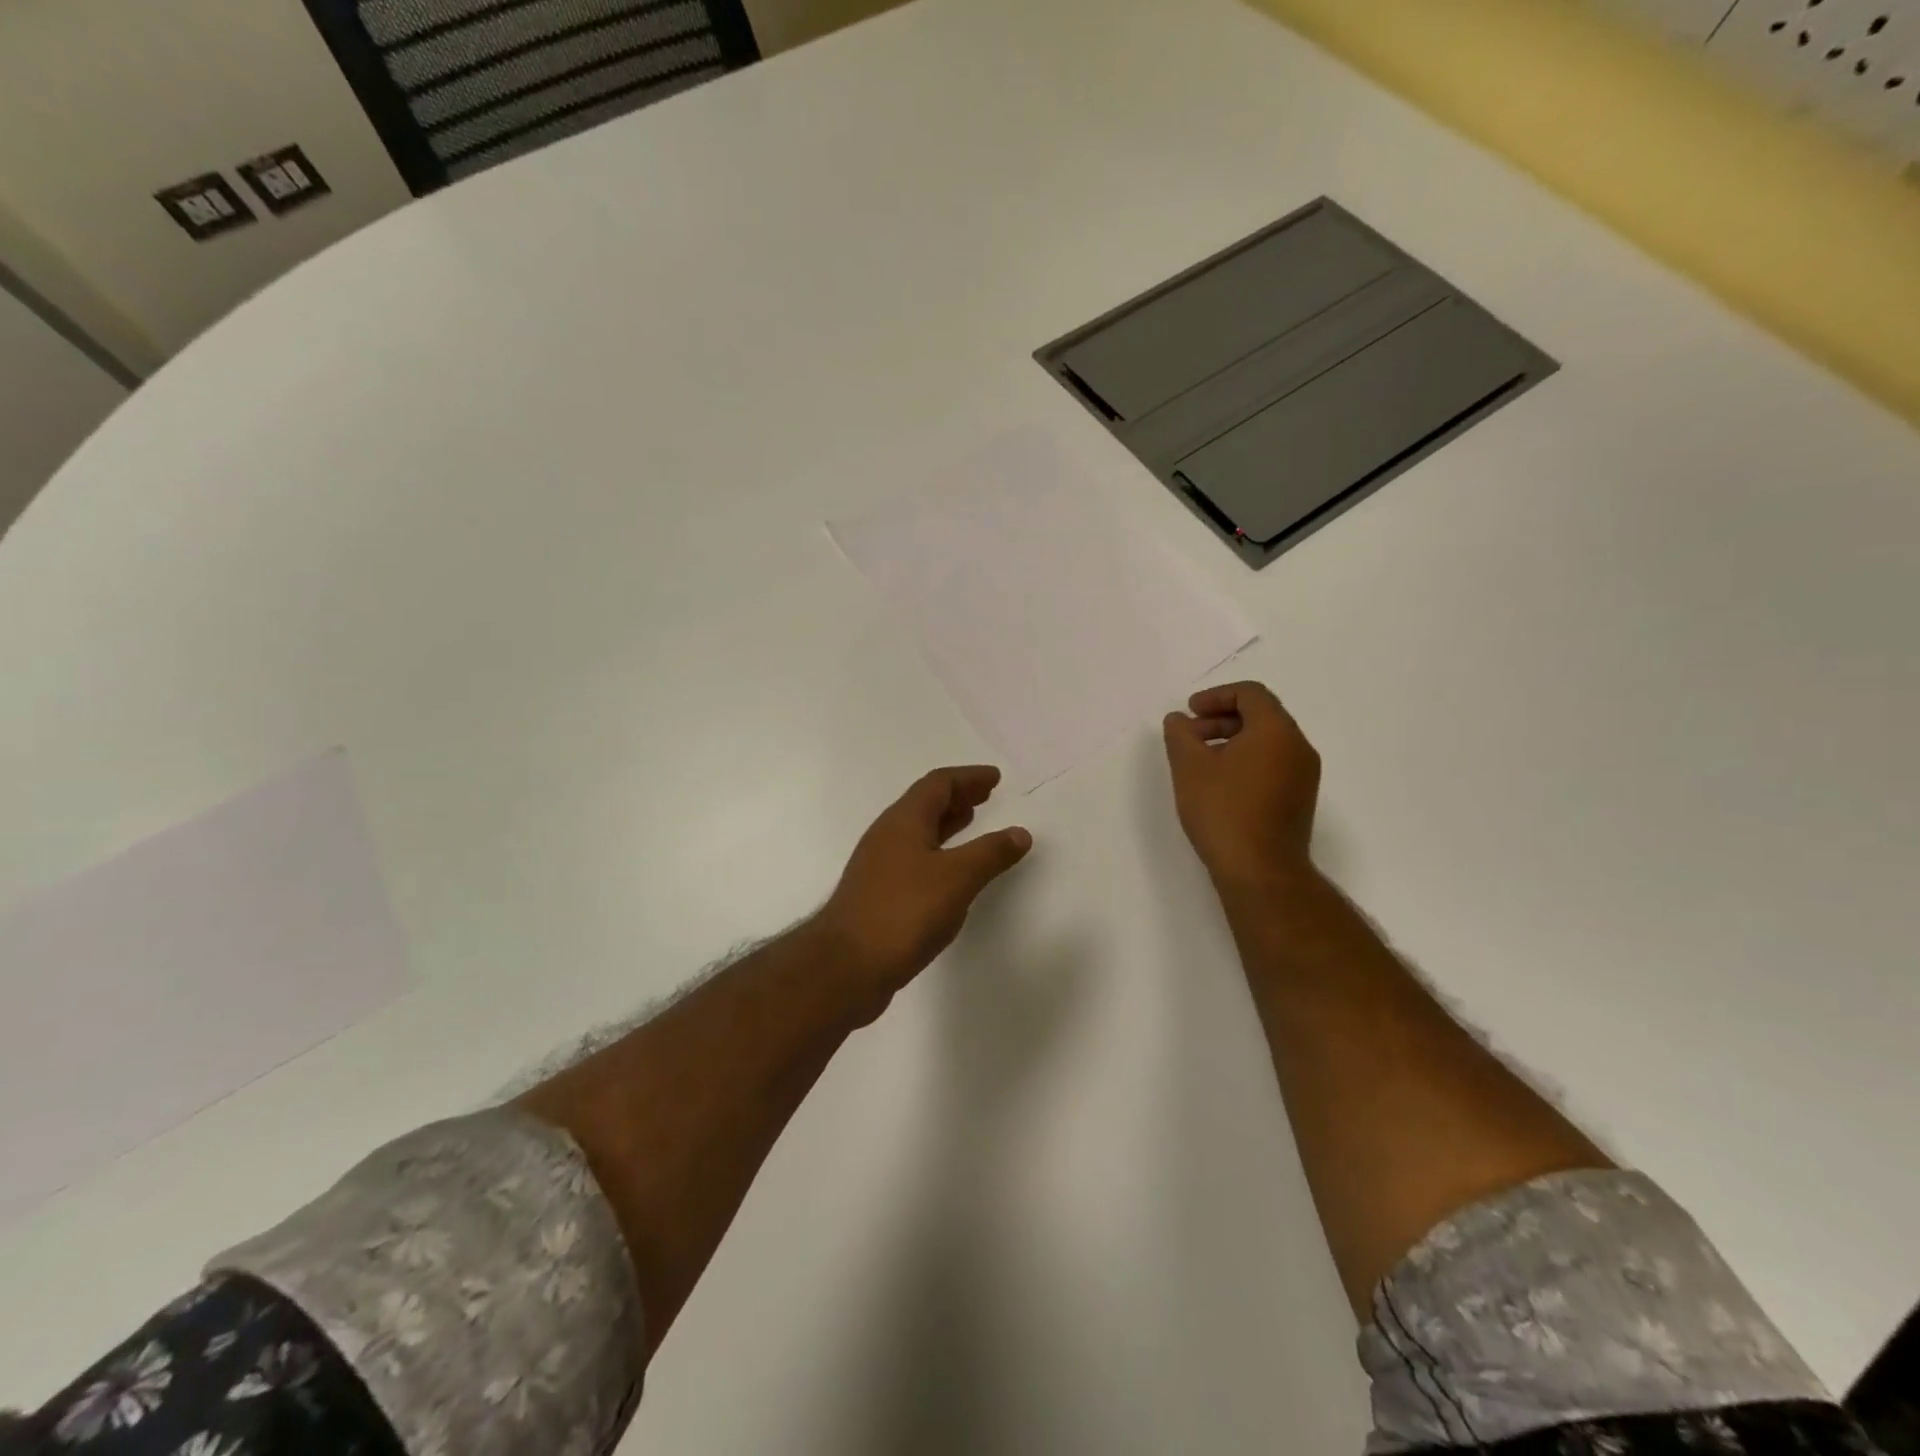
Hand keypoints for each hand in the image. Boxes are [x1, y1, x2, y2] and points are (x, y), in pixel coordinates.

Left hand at [816, 766, 1032, 997]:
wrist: (847, 967)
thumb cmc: (904, 912)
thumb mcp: (957, 878)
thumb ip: (991, 853)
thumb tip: (1020, 833)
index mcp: (903, 821)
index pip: (938, 784)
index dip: (968, 778)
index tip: (995, 778)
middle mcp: (887, 836)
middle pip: (924, 804)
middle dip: (957, 797)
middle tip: (986, 796)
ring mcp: (878, 866)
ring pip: (917, 832)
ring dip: (946, 824)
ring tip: (972, 823)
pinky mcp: (878, 894)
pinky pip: (913, 858)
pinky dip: (937, 852)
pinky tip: (950, 872)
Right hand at [1163, 681, 1320, 889]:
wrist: (1261, 871)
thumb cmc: (1223, 811)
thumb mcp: (1189, 767)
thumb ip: (1180, 735)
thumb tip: (1178, 720)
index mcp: (1276, 730)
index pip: (1250, 693)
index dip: (1216, 696)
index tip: (1189, 712)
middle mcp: (1298, 747)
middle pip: (1261, 715)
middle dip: (1221, 718)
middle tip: (1189, 736)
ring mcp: (1304, 775)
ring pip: (1267, 742)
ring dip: (1232, 740)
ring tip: (1200, 761)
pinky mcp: (1299, 799)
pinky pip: (1273, 764)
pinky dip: (1246, 761)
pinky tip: (1220, 784)